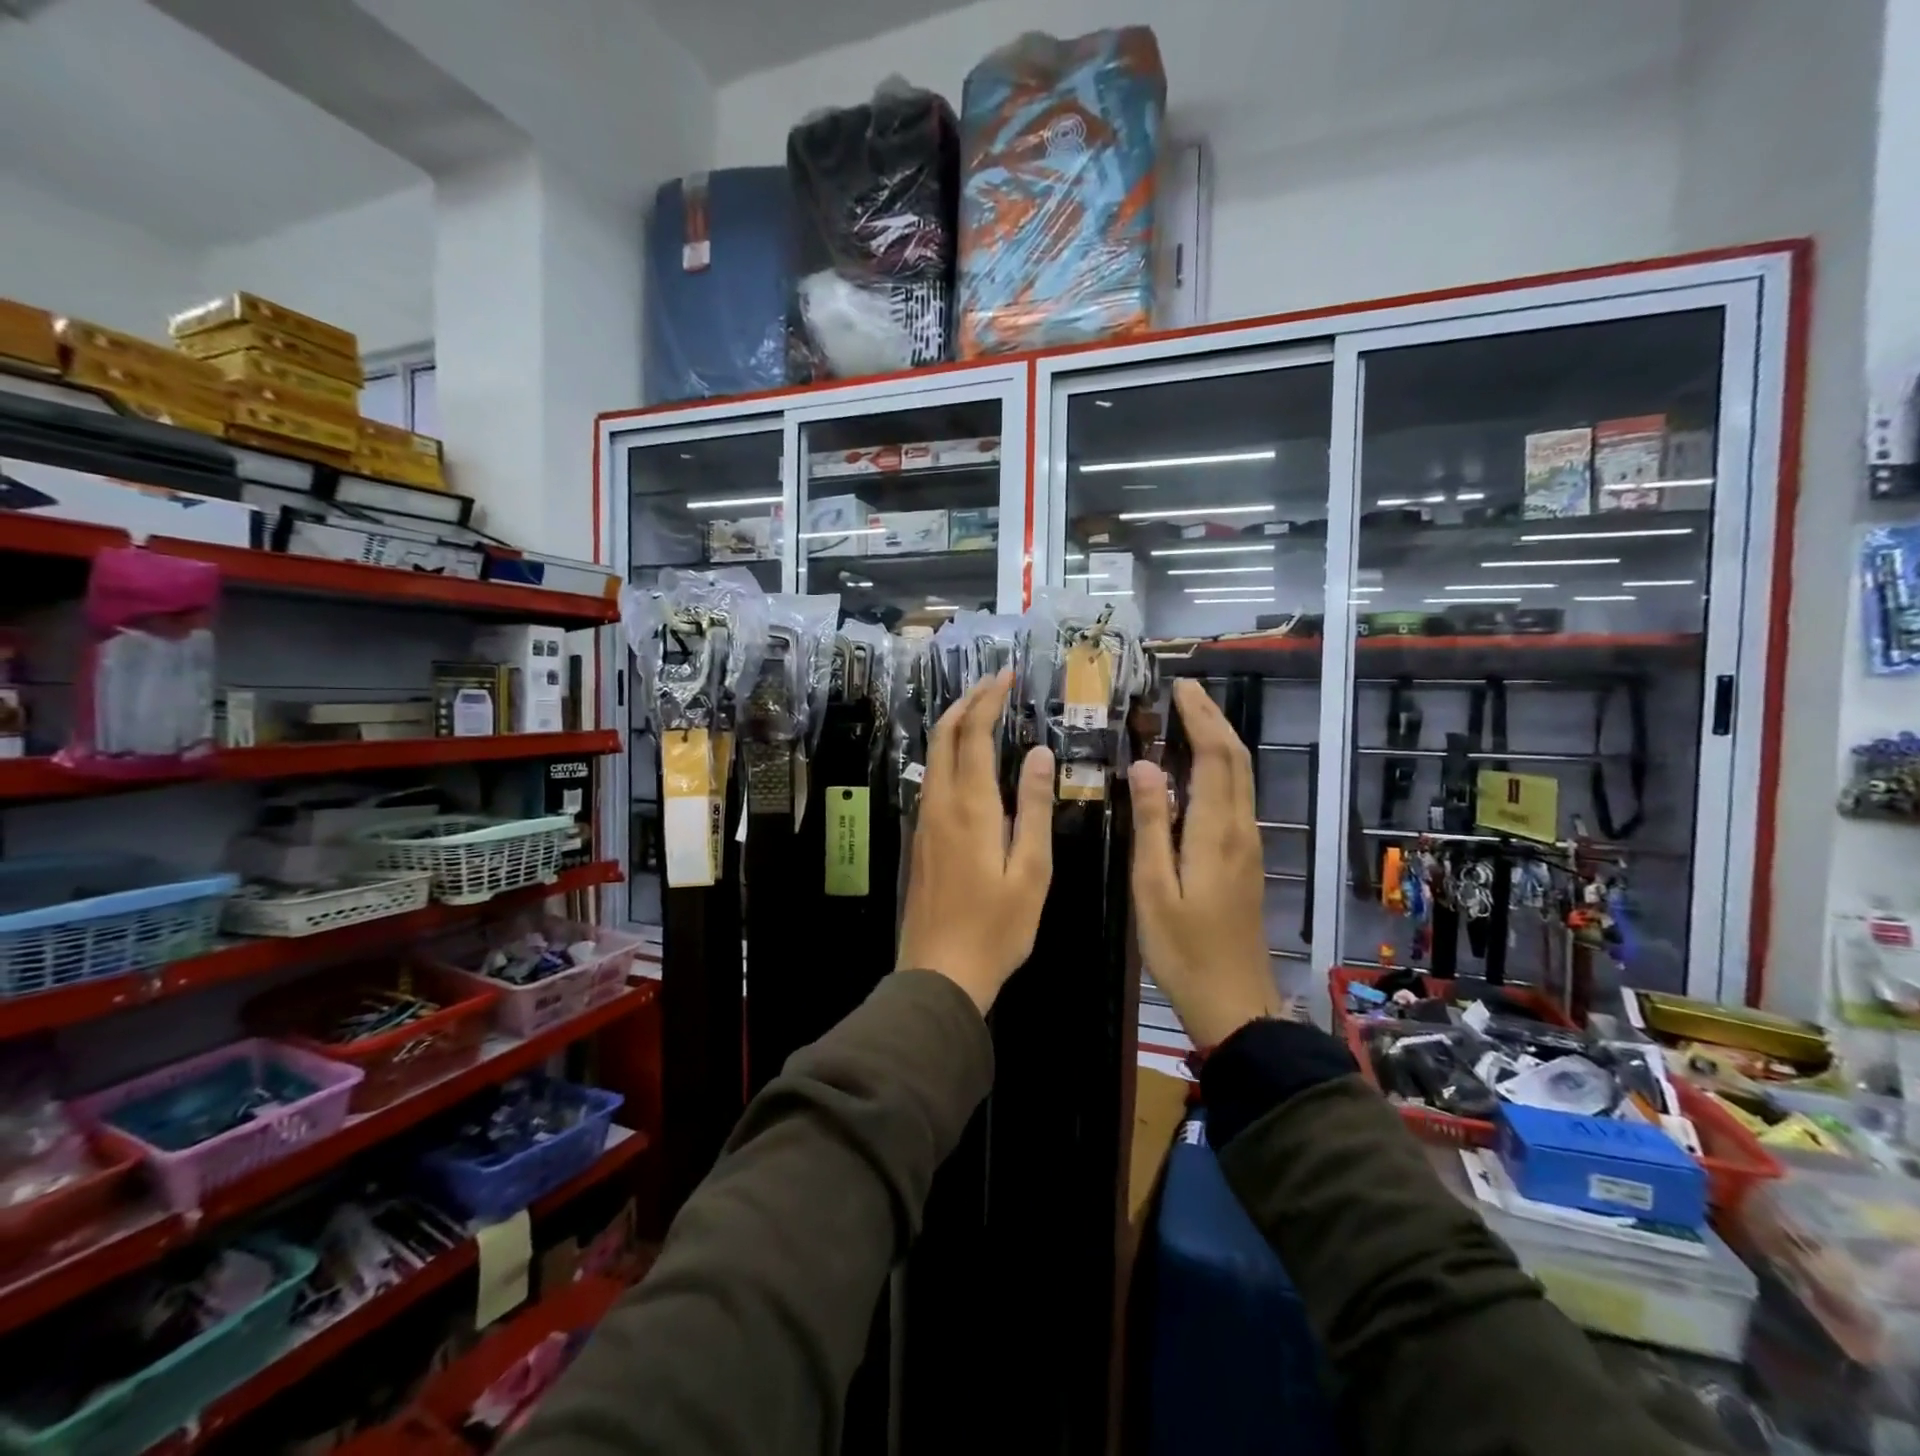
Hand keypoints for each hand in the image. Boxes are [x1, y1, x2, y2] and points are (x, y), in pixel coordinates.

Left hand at [897, 670, 1055, 1012]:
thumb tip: (1037, 753)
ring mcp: (924, 822)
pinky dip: (948, 755)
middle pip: (944, 736)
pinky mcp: (919, 840)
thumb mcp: (1031, 870)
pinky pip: (931, 780)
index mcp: (970, 807)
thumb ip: (1032, 808)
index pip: (973, 734)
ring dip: (954, 726)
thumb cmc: (996, 927)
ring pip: (933, 757)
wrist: (939, 972)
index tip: (1006, 675)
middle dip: (966, 702)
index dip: (988, 699)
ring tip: (980, 711)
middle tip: (991, 684)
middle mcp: (939, 804)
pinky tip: (965, 762)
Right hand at [1127, 679, 1285, 1047]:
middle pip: (1236, 760)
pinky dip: (1220, 769)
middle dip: (1213, 720)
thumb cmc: (1183, 950)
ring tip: (1189, 718)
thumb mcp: (1153, 888)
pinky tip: (1196, 771)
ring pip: (1241, 778)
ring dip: (1219, 741)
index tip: (1180, 688)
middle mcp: (1241, 831)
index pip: (1215, 758)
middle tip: (1184, 692)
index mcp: (1217, 833)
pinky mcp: (1246, 861)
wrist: (1235, 1003)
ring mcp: (1249, 846)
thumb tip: (1145, 766)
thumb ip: (1150, 824)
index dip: (1200, 719)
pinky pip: (1236, 798)